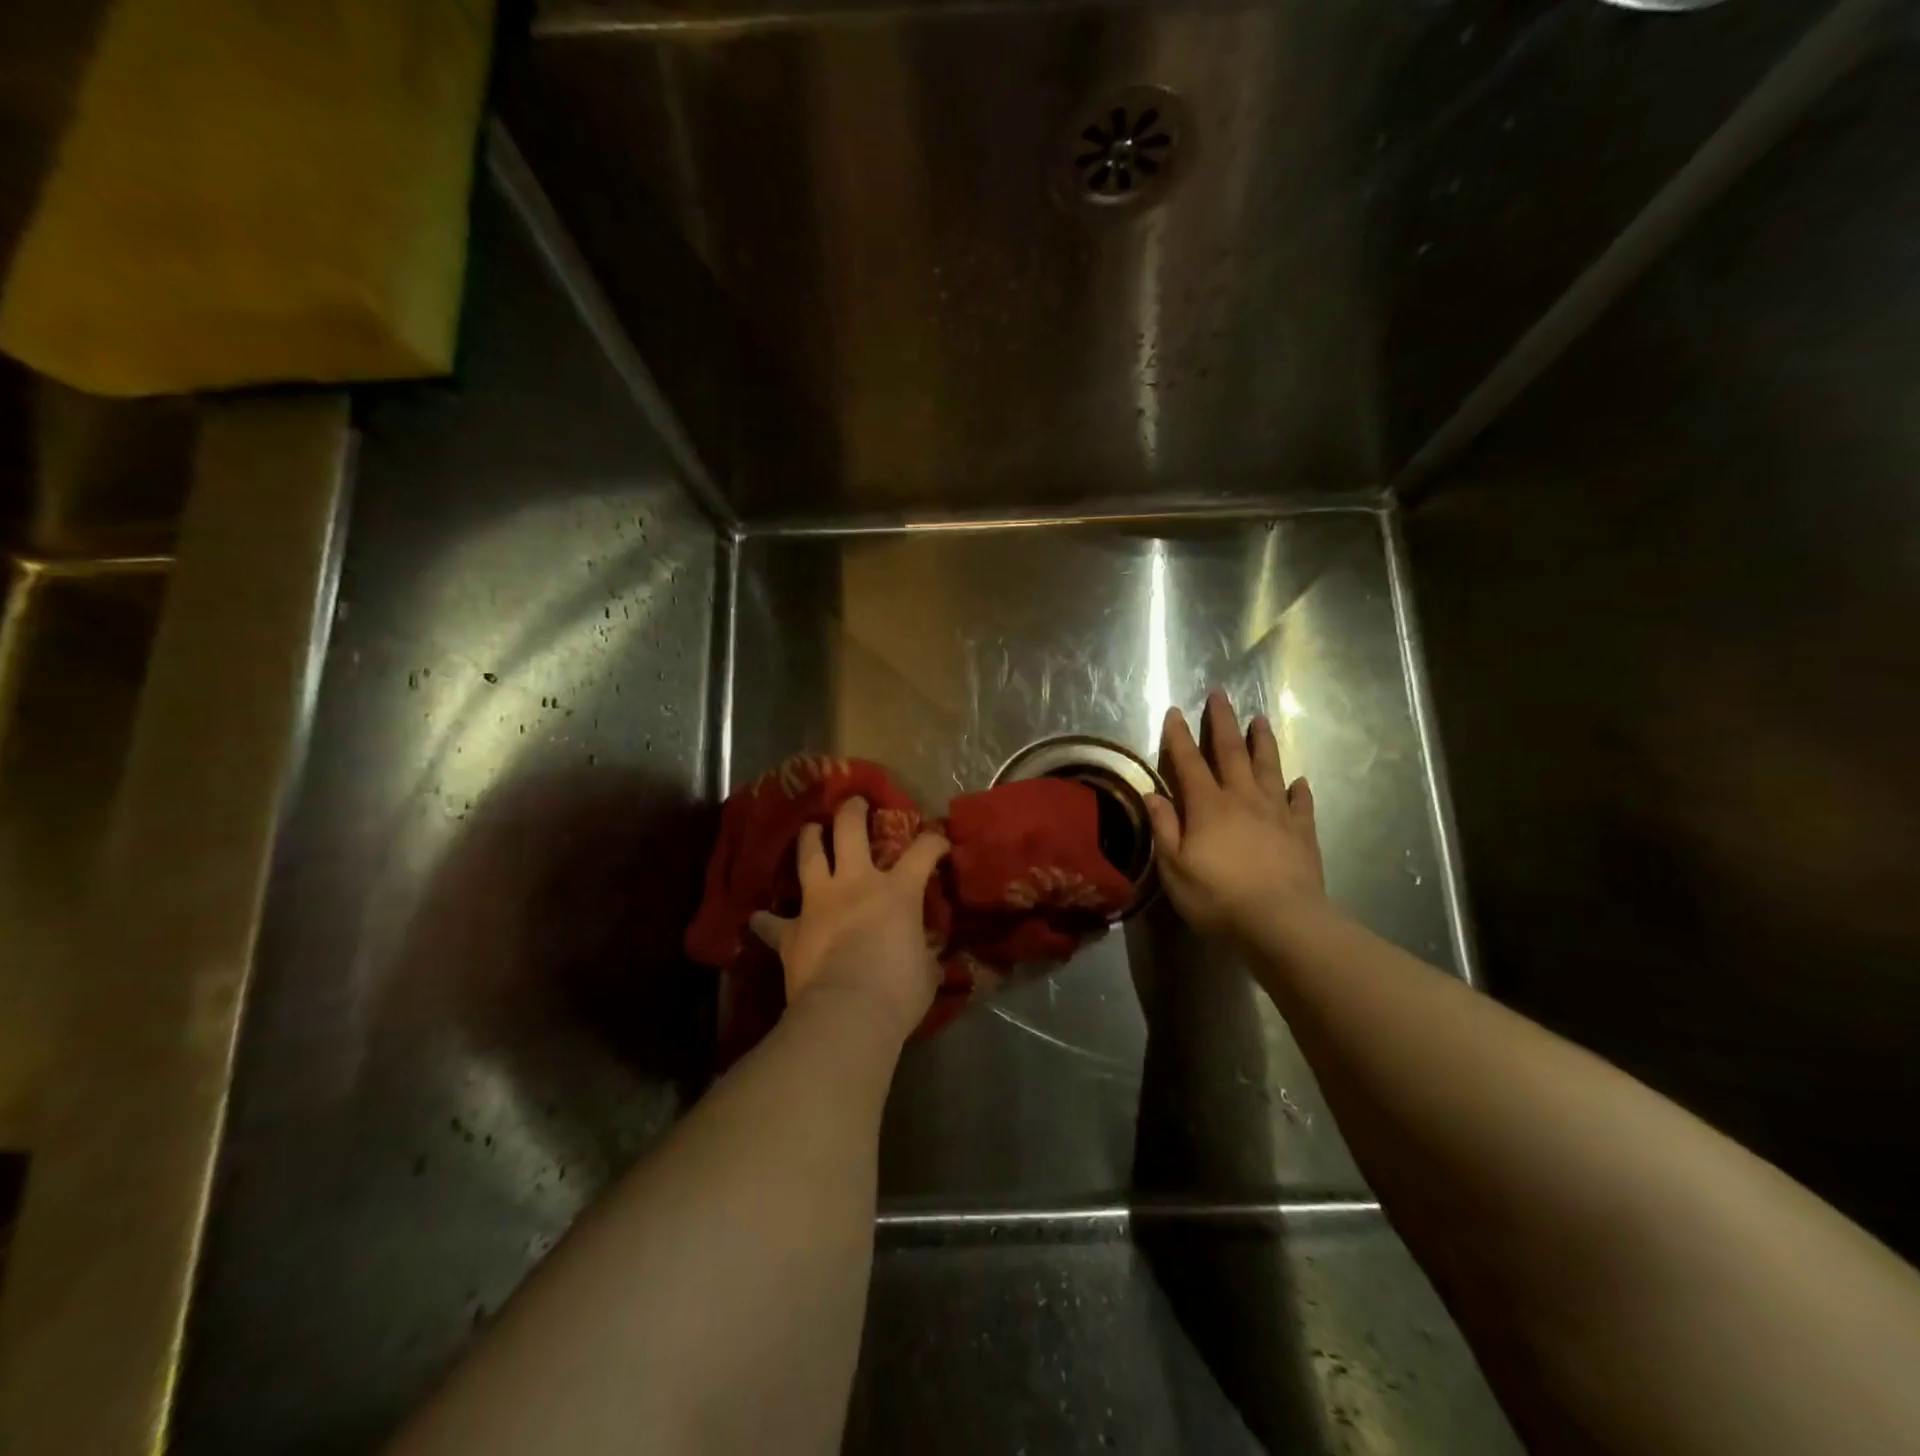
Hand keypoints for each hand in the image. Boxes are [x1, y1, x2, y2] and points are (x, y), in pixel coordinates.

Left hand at [750, 796, 951, 1042]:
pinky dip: (767, 920)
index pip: (923, 852)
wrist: (847, 1013)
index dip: (934, 842)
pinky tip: (760, 918)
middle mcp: (856, 883)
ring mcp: (818, 902)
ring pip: (809, 855)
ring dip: (809, 838)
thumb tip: (926, 952)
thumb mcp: (926, 970)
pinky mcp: (791, 931)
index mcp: (897, 891)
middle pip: (850, 830)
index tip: (940, 843)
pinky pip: (772, 923)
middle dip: (853, 811)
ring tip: (810, 829)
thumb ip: (925, 953)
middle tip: (854, 803)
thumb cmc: (898, 991)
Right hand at [1147, 691, 1326, 940]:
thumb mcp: (1175, 868)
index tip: (1174, 711)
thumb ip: (1165, 829)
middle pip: (1231, 753)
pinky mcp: (1302, 832)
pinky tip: (1299, 781)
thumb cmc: (1218, 898)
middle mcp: (1242, 799)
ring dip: (1263, 742)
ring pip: (1269, 768)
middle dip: (1223, 723)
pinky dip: (1298, 789)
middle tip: (1220, 695)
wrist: (1282, 923)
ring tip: (1260, 720)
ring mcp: (1276, 813)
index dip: (1179, 736)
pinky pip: (1300, 803)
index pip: (1189, 762)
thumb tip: (1153, 795)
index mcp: (1208, 806)